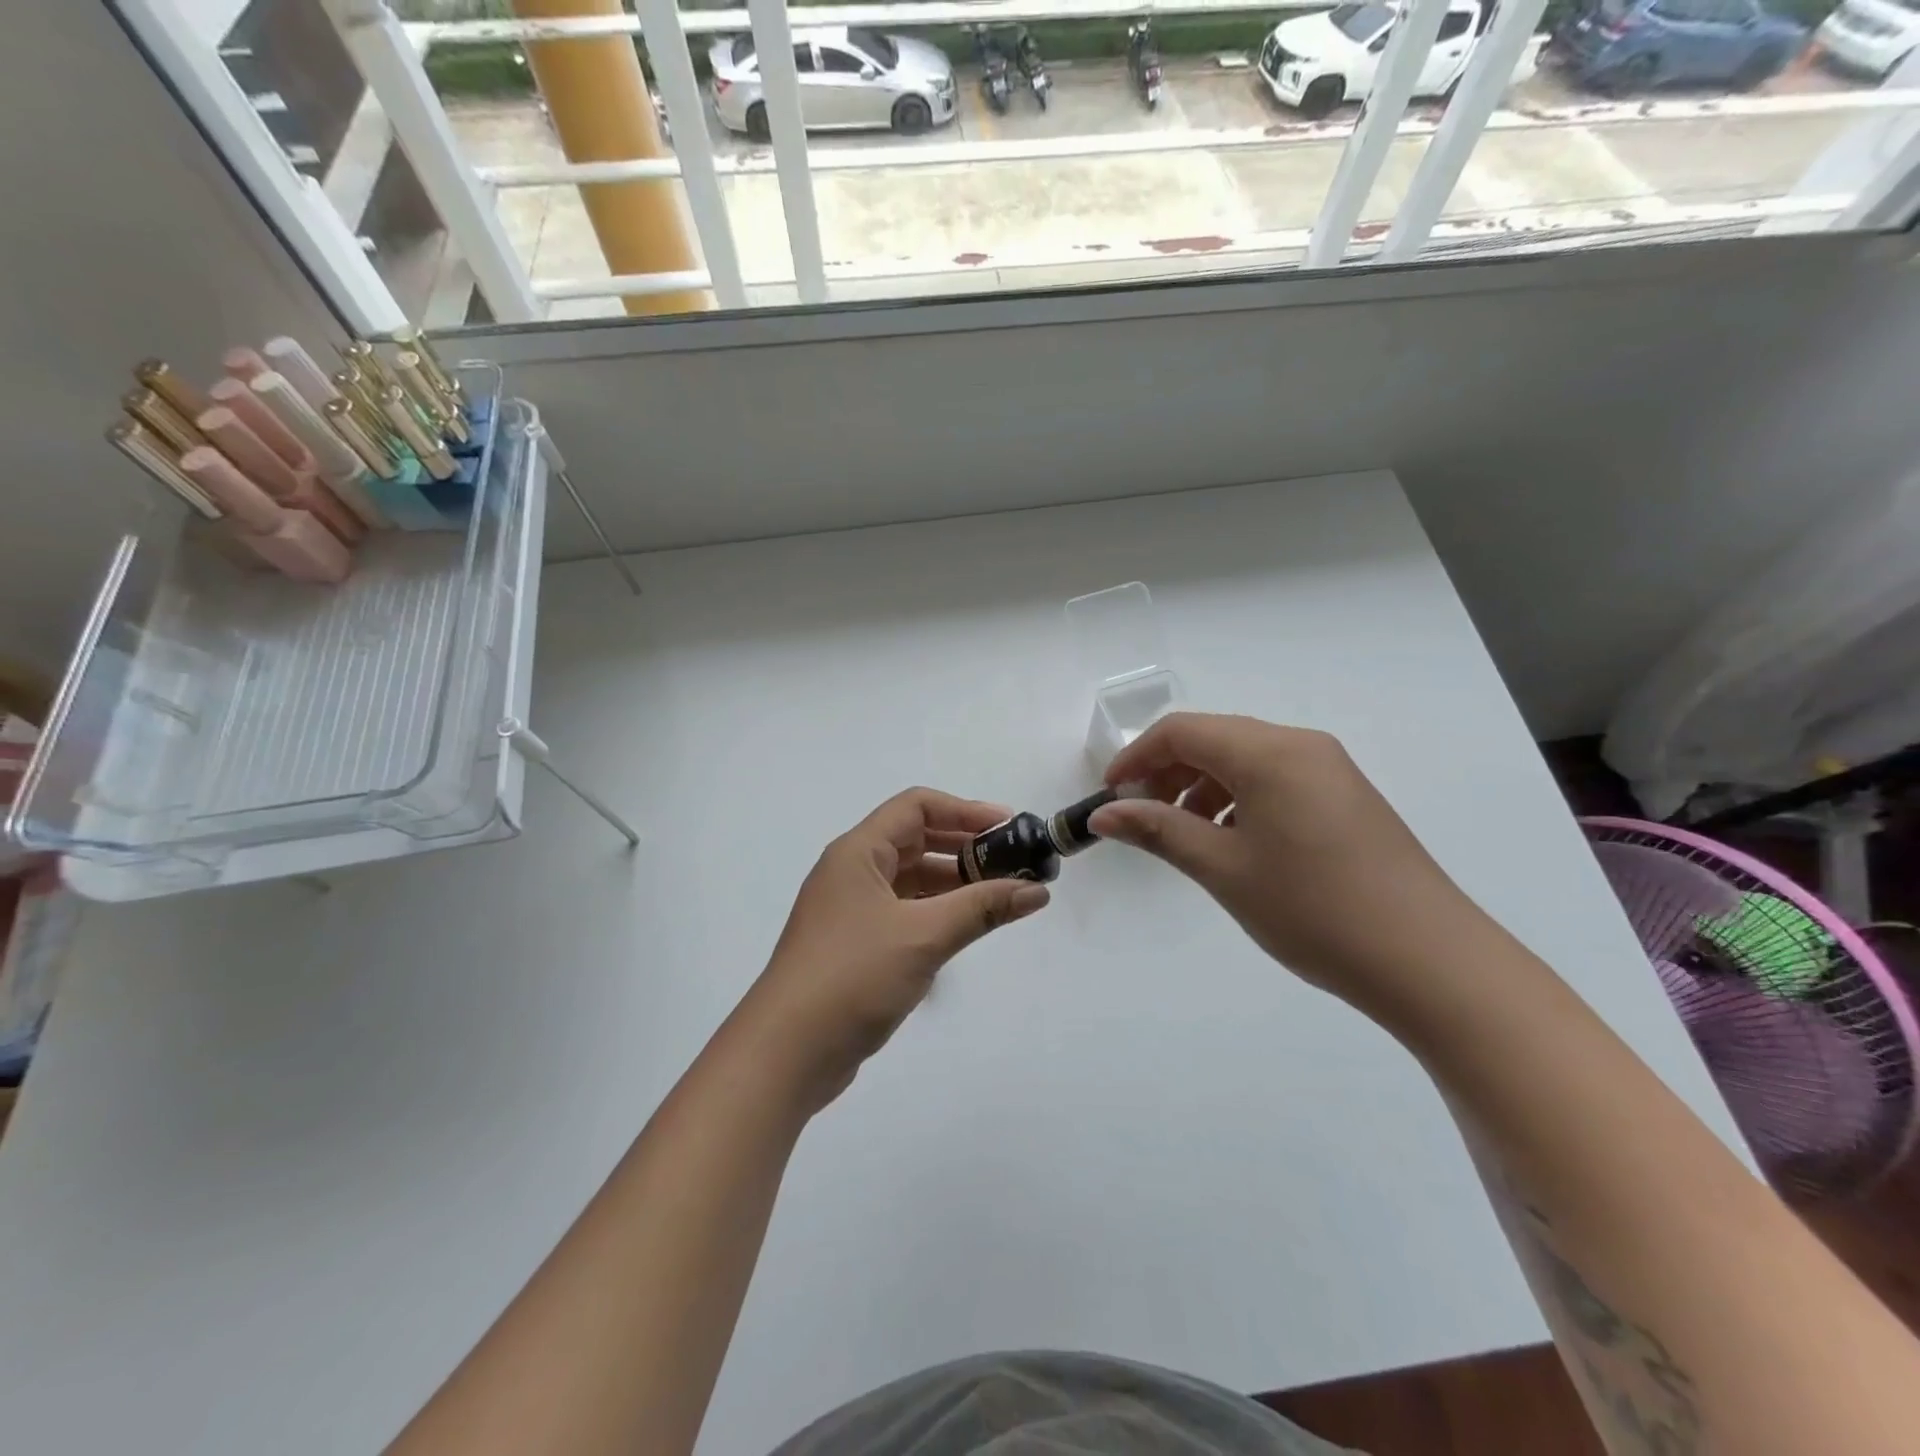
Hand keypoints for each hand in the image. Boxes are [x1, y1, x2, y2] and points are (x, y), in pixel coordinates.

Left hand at [742, 788, 1051, 1108]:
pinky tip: (965, 928)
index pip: (917, 807)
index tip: (1009, 827)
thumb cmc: (853, 976)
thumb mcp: (924, 936)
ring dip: (953, 883)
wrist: (786, 1052)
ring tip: (1000, 895)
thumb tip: (1037, 891)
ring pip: (910, 880)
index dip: (965, 810)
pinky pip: (903, 912)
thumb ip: (982, 908)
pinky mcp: (854, 945)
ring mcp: (850, 910)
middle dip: (964, 847)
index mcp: (858, 852)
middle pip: (915, 840)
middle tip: (1012, 862)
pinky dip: (936, 913)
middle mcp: (852, 871)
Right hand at [1087, 713, 1494, 1015]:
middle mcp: (1301, 746)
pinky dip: (1238, 799)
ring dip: (1202, 787)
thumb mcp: (1223, 869)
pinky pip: (1275, 779)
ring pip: (1245, 759)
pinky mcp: (1345, 796)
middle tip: (1142, 818)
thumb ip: (1159, 831)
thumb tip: (1102, 814)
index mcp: (1269, 752)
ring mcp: (1329, 770)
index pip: (1182, 731)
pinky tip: (1232, 842)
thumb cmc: (1313, 910)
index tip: (1110, 796)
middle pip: (1214, 738)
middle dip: (1168, 772)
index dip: (1136, 758)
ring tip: (1184, 835)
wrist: (1429, 961)